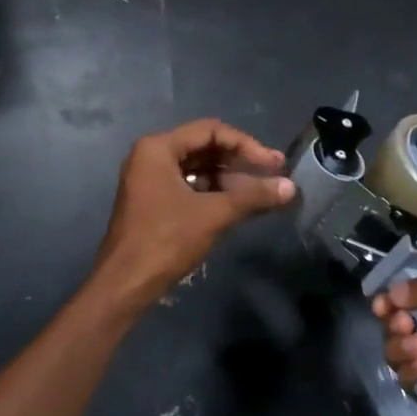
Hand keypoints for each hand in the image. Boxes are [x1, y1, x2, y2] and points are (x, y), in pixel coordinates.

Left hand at [96, 119, 296, 298]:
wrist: (125, 284)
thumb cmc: (166, 241)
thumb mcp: (213, 215)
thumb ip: (253, 196)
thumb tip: (291, 187)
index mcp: (158, 148)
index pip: (211, 131)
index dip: (247, 145)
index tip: (274, 164)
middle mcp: (150, 156)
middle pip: (204, 147)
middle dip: (239, 161)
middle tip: (273, 175)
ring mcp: (149, 179)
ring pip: (197, 168)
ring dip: (229, 178)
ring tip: (261, 192)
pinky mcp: (152, 201)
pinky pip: (189, 185)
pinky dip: (213, 192)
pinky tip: (238, 205)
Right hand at [372, 273, 416, 415]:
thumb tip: (394, 291)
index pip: (413, 297)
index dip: (393, 298)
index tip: (383, 303)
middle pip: (397, 323)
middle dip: (395, 322)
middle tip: (406, 326)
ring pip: (396, 351)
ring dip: (401, 347)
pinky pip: (405, 380)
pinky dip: (412, 372)